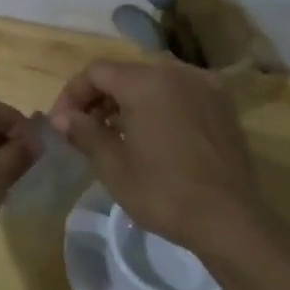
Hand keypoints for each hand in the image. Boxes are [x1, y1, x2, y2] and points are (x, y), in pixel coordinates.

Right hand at [49, 58, 263, 253]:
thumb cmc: (163, 191)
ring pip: (154, 81)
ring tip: (116, 133)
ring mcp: (205, 86)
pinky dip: (159, 105)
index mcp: (145, 81)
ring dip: (129, 100)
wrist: (228, 218)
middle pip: (126, 72)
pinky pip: (180, 93)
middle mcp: (176, 72)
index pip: (96, 72)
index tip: (63, 124)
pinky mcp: (223, 106)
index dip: (72, 94)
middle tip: (85, 128)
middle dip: (100, 96)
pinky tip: (154, 135)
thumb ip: (83, 132)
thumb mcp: (112, 165)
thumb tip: (60, 117)